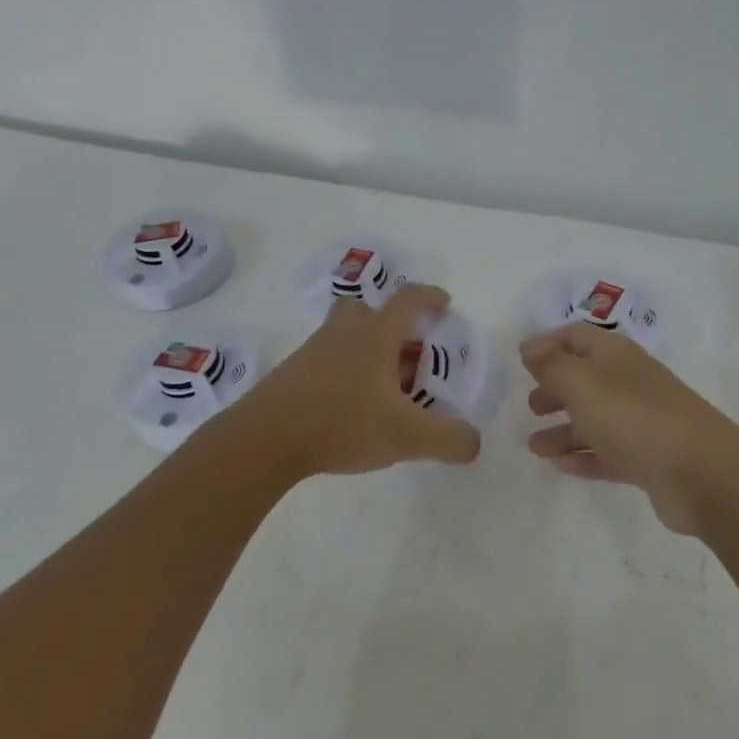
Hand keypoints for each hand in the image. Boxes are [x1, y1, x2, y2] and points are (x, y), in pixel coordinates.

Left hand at [240, 284, 482, 477]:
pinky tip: (349, 406)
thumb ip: (448, 439)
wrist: (265, 438)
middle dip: (391, 323)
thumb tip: (473, 441)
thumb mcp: (406, 437)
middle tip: (407, 350)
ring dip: (365, 348)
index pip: (408, 300)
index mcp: (375, 336)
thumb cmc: (342, 422)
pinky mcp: (292, 373)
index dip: (430, 297)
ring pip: (344, 335)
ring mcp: (313, 351)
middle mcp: (343, 333)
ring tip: (381, 386)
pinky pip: (326, 360)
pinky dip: (343, 371)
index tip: (444, 303)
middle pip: (367, 309)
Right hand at [520, 325, 738, 533]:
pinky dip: (584, 456)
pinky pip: (608, 452)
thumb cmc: (633, 416)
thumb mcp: (581, 382)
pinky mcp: (648, 458)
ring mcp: (641, 421)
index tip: (521, 359)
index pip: (576, 336)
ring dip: (562, 430)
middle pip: (585, 378)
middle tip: (530, 406)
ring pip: (593, 419)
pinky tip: (561, 466)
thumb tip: (530, 347)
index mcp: (614, 355)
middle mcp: (628, 382)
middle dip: (554, 389)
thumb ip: (551, 364)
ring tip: (534, 447)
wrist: (702, 473)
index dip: (547, 343)